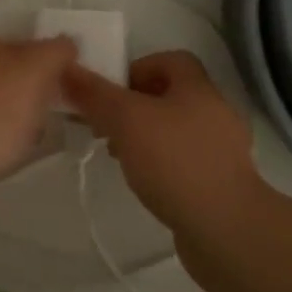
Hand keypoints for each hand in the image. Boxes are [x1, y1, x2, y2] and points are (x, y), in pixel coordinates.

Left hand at [0, 34, 76, 192]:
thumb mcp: (35, 70)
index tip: (59, 93)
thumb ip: (54, 51)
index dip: (43, 67)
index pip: (19, 45)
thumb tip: (66, 43)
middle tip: (44, 119)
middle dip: (24, 93)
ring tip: (23, 142)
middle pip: (2, 74)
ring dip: (6, 117)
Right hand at [62, 50, 265, 234]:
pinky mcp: (222, 184)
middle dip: (134, 106)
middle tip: (106, 125)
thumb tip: (65, 67)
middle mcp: (216, 112)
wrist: (227, 231)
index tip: (110, 92)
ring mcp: (223, 151)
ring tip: (121, 157)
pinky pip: (186, 162)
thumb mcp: (125, 119)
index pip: (169, 60)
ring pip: (176, 131)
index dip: (137, 68)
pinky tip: (146, 184)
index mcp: (198, 88)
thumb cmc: (175, 162)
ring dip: (147, 137)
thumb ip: (94, 94)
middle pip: (170, 95)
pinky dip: (164, 166)